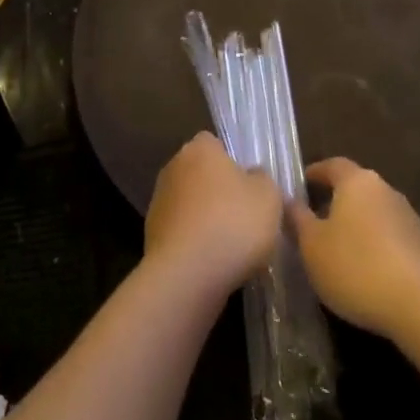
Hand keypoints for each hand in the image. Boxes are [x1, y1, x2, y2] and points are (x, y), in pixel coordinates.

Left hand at [144, 133, 281, 297]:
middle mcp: (174, 166)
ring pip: (191, 203)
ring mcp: (159, 199)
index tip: (248, 187)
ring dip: (205, 218)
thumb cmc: (233, 224)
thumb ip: (262, 179)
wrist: (187, 275)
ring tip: (229, 246)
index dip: (233, 163)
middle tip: (243, 217)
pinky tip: (211, 262)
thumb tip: (251, 176)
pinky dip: (194, 241)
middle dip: (219, 191)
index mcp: (200, 148)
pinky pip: (181, 230)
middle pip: (202, 173)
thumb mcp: (268, 196)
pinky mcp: (151, 232)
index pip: (215, 144)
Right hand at [290, 158, 419, 338]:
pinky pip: (388, 236)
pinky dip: (373, 245)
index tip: (300, 185)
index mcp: (356, 181)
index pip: (332, 164)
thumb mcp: (312, 246)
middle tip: (312, 221)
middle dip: (333, 201)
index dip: (314, 173)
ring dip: (355, 225)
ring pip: (372, 213)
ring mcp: (407, 217)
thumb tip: (288, 200)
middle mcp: (384, 189)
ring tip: (335, 250)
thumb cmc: (357, 266)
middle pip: (354, 188)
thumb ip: (297, 219)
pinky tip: (363, 270)